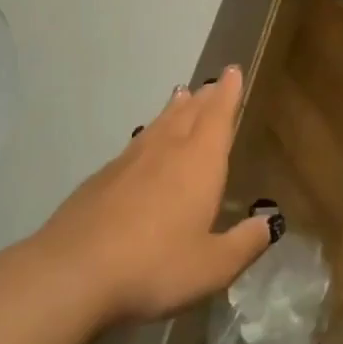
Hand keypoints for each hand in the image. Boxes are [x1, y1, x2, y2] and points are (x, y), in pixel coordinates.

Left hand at [34, 66, 279, 325]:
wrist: (72, 272)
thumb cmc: (154, 266)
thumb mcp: (212, 267)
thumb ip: (244, 244)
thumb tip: (269, 223)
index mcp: (199, 163)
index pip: (218, 117)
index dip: (228, 94)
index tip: (232, 71)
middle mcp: (165, 151)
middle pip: (189, 114)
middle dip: (204, 98)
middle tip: (212, 83)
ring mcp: (128, 162)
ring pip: (158, 125)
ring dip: (174, 110)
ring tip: (181, 96)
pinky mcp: (101, 179)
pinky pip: (134, 145)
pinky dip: (148, 134)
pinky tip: (143, 145)